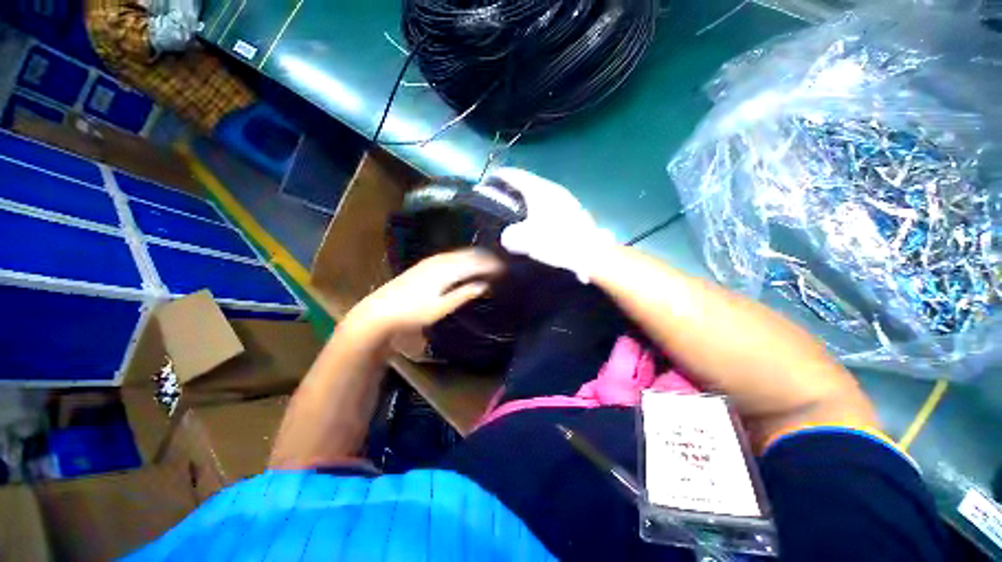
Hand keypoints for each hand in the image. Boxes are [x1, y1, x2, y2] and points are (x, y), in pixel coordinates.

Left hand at [347, 249, 503, 339]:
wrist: (380, 312)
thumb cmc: (412, 313)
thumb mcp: (441, 308)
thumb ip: (463, 295)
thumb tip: (485, 285)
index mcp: (446, 270)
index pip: (475, 262)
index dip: (492, 264)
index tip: (506, 268)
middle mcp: (440, 260)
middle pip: (469, 254)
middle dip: (486, 257)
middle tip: (502, 263)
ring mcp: (431, 261)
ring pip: (460, 253)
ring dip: (476, 256)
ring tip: (489, 262)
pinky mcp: (425, 264)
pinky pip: (451, 256)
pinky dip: (464, 258)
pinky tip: (466, 263)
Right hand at [491, 168, 613, 282]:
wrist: (590, 252)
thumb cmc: (557, 242)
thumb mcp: (527, 240)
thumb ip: (511, 236)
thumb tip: (507, 236)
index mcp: (540, 191)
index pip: (516, 175)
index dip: (501, 176)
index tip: (490, 179)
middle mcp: (553, 189)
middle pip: (529, 182)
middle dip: (514, 187)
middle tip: (501, 197)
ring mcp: (566, 199)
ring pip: (540, 192)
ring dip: (527, 198)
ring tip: (517, 209)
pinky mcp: (573, 210)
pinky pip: (549, 203)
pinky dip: (539, 207)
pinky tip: (537, 220)